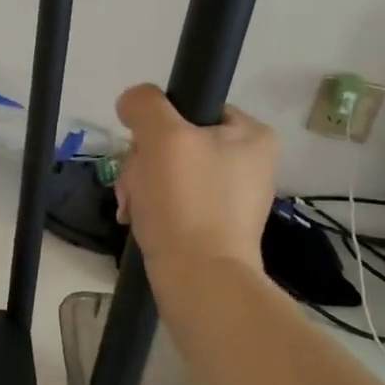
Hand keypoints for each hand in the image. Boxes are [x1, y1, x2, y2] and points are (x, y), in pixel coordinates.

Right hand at [114, 84, 276, 275]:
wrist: (200, 282)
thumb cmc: (187, 203)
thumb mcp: (163, 138)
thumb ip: (145, 105)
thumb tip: (132, 102)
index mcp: (252, 136)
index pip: (192, 108)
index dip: (158, 126)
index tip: (143, 151)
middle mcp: (248, 164)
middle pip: (175, 141)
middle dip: (143, 162)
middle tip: (136, 187)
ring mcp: (230, 198)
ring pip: (167, 172)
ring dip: (140, 185)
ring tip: (133, 209)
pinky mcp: (212, 226)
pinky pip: (172, 202)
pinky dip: (151, 208)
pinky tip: (138, 221)